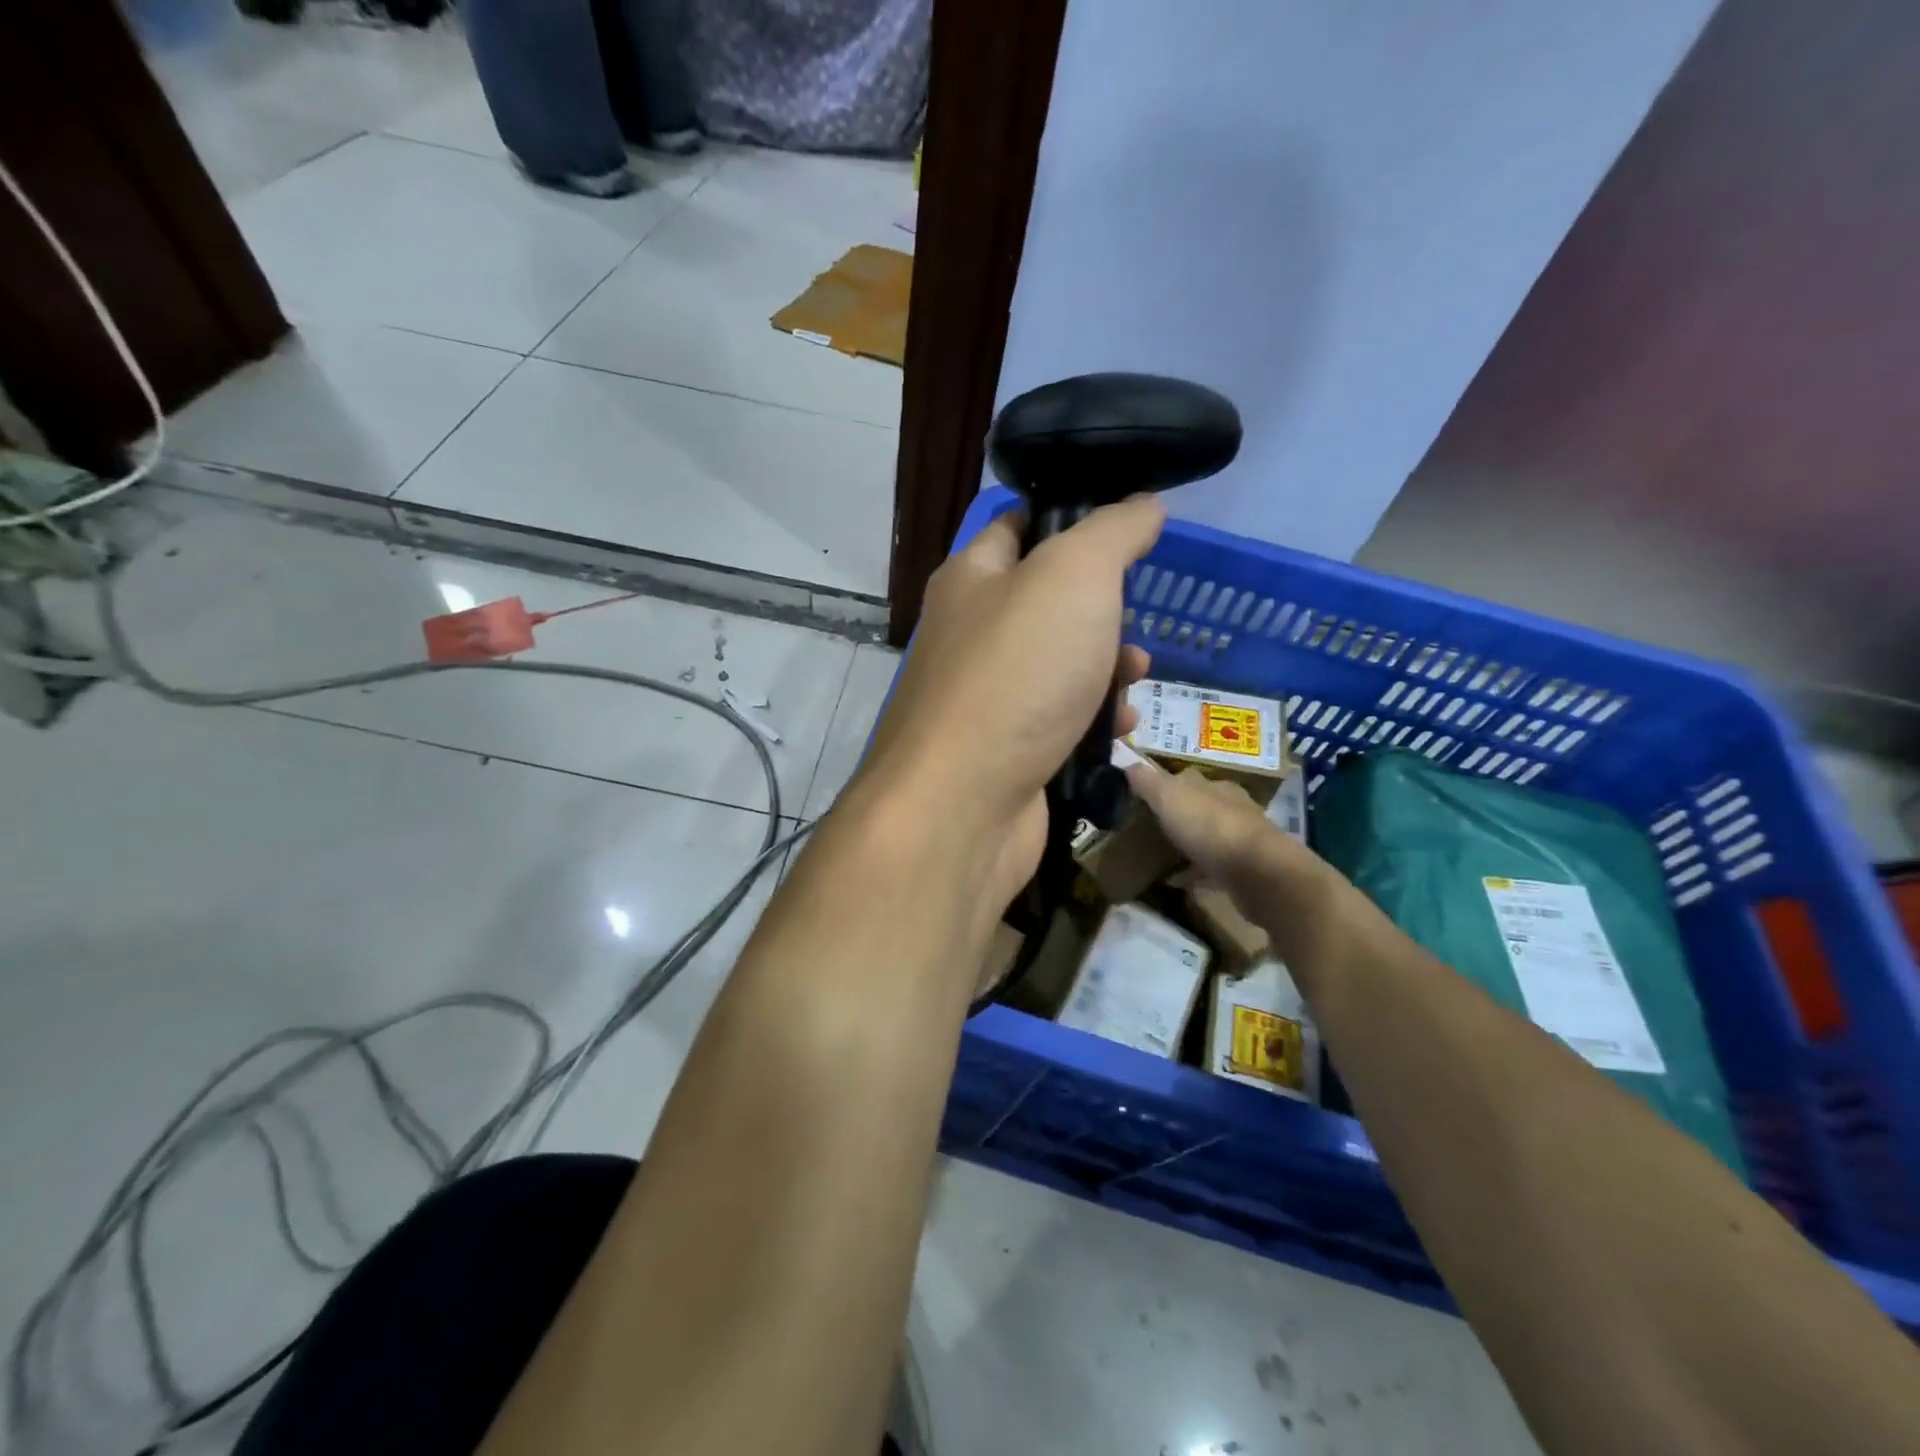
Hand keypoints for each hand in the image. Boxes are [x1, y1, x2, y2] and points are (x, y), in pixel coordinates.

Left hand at [856, 498, 1164, 911]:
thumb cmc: (1016, 675)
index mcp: (971, 579)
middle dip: (1104, 612)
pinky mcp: (1005, 751)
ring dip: (1107, 669)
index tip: (1128, 533)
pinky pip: (1059, 721)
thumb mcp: (1074, 577)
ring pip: (1060, 666)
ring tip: (1136, 678)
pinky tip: (1120, 730)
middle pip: (1049, 604)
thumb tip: (1143, 504)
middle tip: (1133, 625)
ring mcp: (985, 698)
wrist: (963, 805)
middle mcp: (970, 634)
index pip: (1020, 526)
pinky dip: (1093, 721)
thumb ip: (1113, 532)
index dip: (1073, 520)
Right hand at [1125, 757, 1341, 948]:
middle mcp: (1233, 808)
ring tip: (1160, 854)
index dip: (1165, 785)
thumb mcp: (1169, 796)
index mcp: (1216, 786)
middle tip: (1150, 825)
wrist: (1256, 873)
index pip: (1188, 779)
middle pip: (1201, 806)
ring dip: (1188, 843)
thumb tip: (1128, 763)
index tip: (1143, 796)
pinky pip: (1212, 868)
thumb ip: (1147, 781)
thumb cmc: (1209, 826)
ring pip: (1209, 836)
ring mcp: (1241, 840)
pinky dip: (1194, 872)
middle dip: (1179, 814)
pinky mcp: (1244, 871)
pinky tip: (1176, 881)